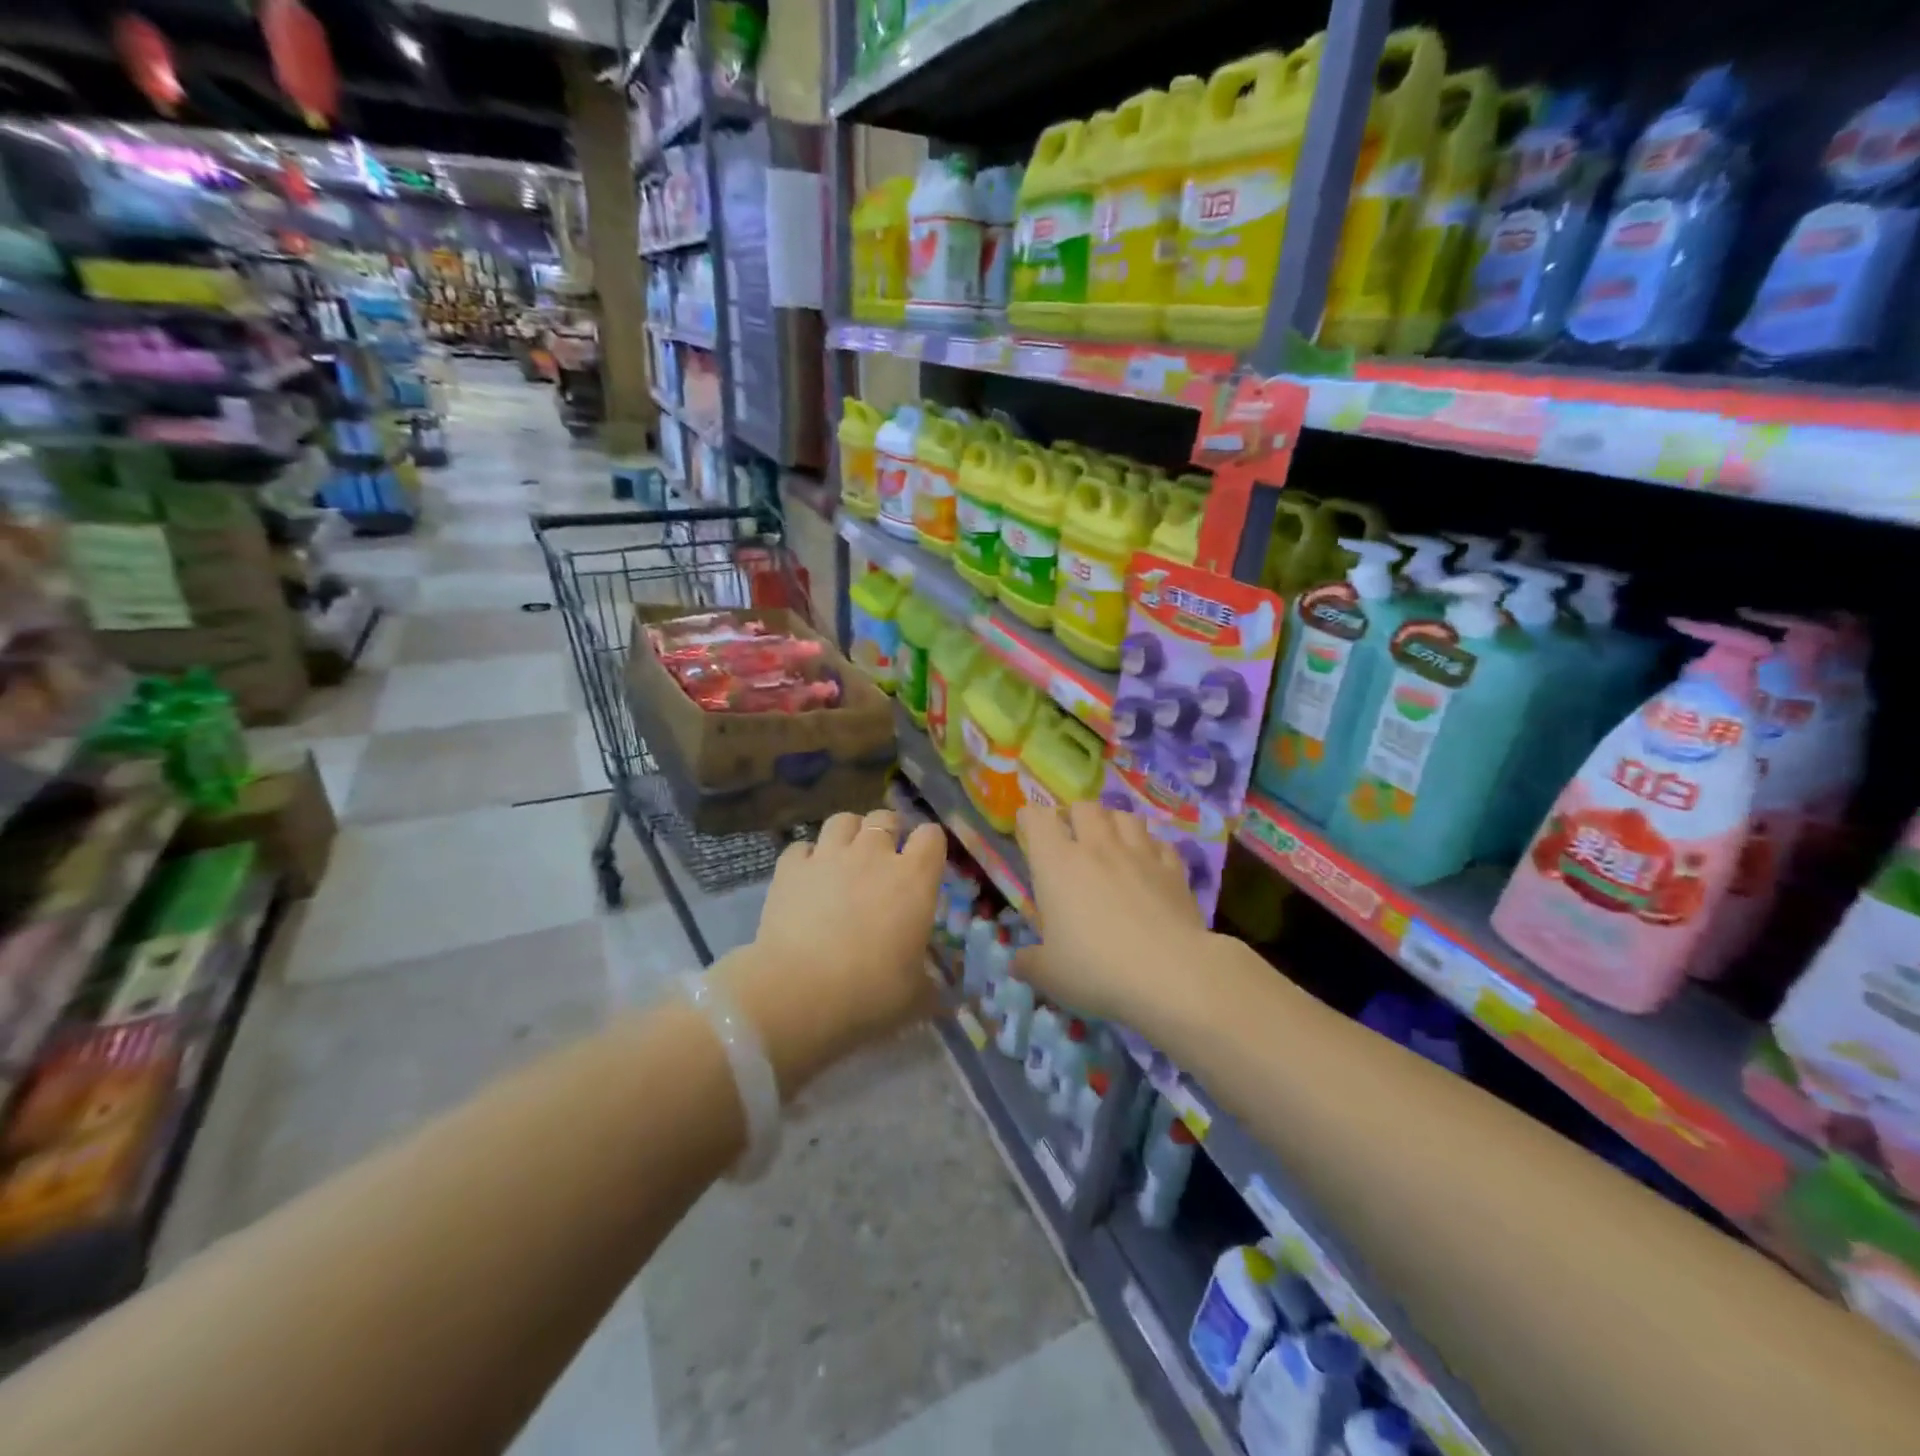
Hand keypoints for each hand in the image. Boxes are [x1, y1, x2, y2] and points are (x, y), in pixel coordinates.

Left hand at [720, 809, 946, 1093]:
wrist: (799, 994)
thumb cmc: (871, 993)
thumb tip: (942, 993)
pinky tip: (806, 878)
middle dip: (888, 832)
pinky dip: (806, 858)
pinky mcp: (789, 869)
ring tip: (845, 857)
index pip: (931, 836)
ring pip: (842, 820)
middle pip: (885, 818)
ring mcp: (828, 856)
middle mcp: (873, 855)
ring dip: (848, 833)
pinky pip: (801, 847)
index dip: (930, 845)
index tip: (926, 863)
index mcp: (914, 878)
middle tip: (884, 860)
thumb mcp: (916, 996)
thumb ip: (931, 985)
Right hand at [1013, 801, 1210, 1025]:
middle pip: (1084, 808)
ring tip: (1112, 841)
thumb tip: (1017, 963)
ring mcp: (1140, 854)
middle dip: (1075, 815)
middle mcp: (1097, 847)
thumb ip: (1029, 963)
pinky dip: (1151, 847)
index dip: (1031, 817)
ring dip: (1114, 823)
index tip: (1028, 825)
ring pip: (1125, 816)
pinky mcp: (1174, 870)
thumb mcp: (1050, 975)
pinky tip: (1150, 862)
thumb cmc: (1097, 970)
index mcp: (1058, 864)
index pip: (1038, 820)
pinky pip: (1160, 843)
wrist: (1171, 974)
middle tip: (1072, 835)